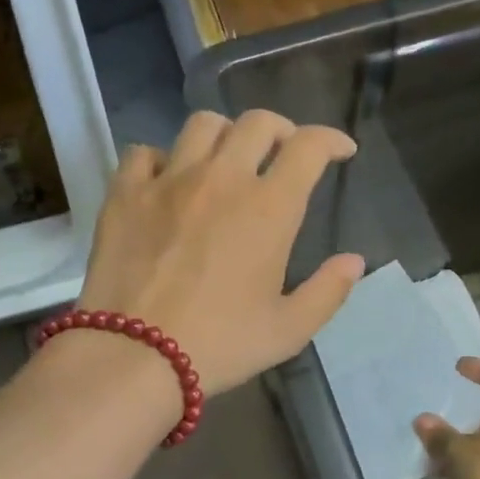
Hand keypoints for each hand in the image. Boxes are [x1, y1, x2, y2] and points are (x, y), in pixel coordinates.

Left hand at [77, 110, 364, 395]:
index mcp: (269, 208)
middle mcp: (221, 179)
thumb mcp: (288, 331)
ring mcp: (168, 181)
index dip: (331, 140)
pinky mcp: (125, 194)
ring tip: (225, 160)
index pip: (309, 147)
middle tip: (282, 154)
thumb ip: (327, 292)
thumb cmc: (219, 346)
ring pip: (202, 125)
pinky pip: (144, 152)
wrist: (134, 356)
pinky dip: (162, 159)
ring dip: (225, 134)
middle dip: (280, 130)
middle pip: (257, 122)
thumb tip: (354, 261)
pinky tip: (166, 182)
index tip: (339, 151)